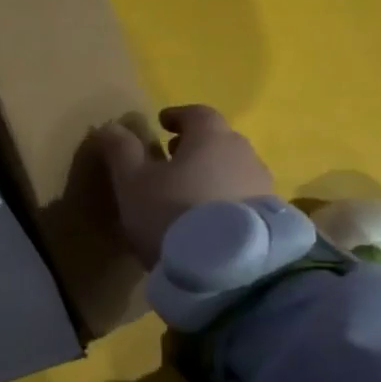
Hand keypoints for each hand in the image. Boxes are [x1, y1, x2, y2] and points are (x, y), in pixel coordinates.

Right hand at [94, 105, 273, 267]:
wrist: (225, 268)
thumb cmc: (171, 212)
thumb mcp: (132, 182)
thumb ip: (121, 151)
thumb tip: (110, 126)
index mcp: (211, 137)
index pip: (197, 113)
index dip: (178, 116)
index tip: (162, 124)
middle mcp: (244, 154)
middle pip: (219, 140)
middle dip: (196, 145)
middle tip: (172, 158)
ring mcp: (263, 186)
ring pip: (234, 169)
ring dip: (212, 173)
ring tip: (190, 193)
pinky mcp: (270, 218)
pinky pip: (244, 197)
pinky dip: (225, 198)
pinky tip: (209, 219)